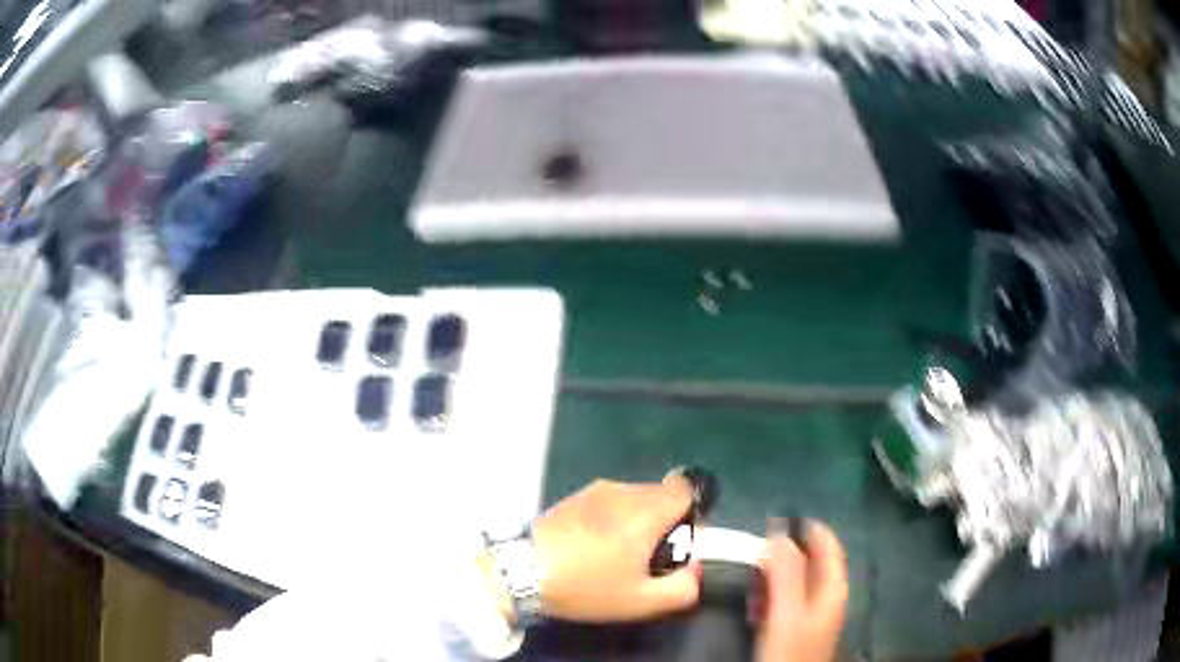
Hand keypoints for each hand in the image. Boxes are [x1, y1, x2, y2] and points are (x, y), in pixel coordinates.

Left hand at [531, 475, 700, 621]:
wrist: (520, 571)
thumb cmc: (586, 586)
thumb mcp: (641, 601)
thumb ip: (683, 587)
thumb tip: (694, 569)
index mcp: (645, 511)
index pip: (685, 488)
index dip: (692, 513)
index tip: (679, 542)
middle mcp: (623, 491)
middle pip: (661, 495)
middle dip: (664, 522)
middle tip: (647, 557)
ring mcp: (594, 491)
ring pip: (634, 498)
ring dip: (637, 521)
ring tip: (616, 556)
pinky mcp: (573, 497)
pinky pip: (609, 502)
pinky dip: (613, 520)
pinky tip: (592, 549)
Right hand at [755, 521, 847, 661]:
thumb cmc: (789, 649)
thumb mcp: (787, 612)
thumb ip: (786, 574)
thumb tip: (780, 534)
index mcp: (832, 587)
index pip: (828, 545)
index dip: (808, 528)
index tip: (778, 517)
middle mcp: (826, 595)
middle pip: (811, 561)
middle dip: (786, 551)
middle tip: (756, 547)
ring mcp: (812, 612)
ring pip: (796, 580)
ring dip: (776, 572)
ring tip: (752, 569)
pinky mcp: (797, 625)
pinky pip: (785, 599)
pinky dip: (772, 592)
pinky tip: (756, 599)